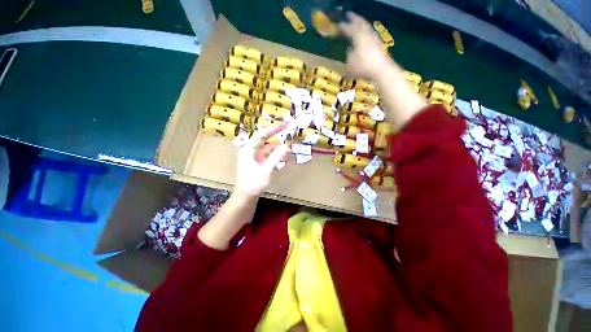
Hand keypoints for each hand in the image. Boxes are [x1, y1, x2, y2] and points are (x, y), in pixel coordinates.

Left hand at [235, 124, 289, 196]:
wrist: (246, 196)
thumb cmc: (253, 183)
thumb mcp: (266, 169)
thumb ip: (276, 157)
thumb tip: (286, 146)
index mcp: (249, 150)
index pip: (262, 135)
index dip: (273, 129)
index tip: (284, 125)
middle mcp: (251, 151)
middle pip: (265, 141)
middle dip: (277, 139)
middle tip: (289, 134)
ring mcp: (255, 158)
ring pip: (268, 150)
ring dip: (278, 150)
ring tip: (289, 151)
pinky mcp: (258, 164)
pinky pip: (268, 157)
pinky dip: (276, 157)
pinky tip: (284, 160)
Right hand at [339, 12, 391, 79]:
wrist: (381, 69)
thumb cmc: (363, 67)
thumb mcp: (350, 64)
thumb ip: (349, 55)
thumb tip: (350, 51)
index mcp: (357, 36)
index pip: (348, 29)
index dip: (342, 27)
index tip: (337, 25)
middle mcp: (366, 33)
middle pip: (360, 23)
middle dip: (354, 18)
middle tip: (348, 14)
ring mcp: (374, 37)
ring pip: (366, 27)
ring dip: (361, 23)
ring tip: (357, 22)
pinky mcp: (379, 44)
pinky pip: (370, 33)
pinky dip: (366, 31)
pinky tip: (364, 35)